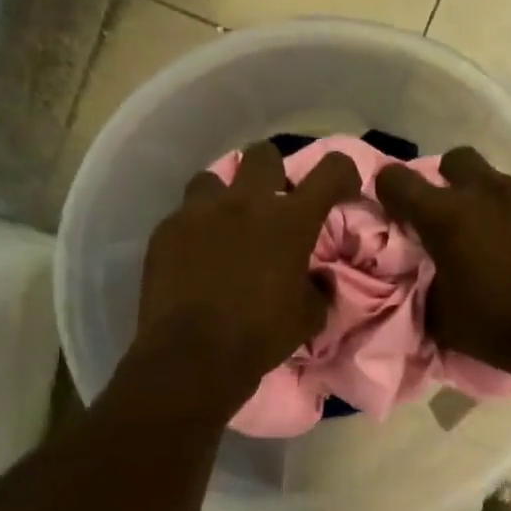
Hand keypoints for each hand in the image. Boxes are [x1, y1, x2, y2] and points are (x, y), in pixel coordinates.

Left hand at [136, 142, 361, 415]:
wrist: (191, 356)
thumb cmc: (259, 337)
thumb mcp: (308, 318)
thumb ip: (318, 288)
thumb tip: (317, 277)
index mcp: (290, 221)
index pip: (331, 170)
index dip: (343, 171)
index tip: (342, 187)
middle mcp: (246, 203)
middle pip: (263, 154)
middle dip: (272, 171)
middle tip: (271, 202)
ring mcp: (201, 211)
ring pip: (214, 177)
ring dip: (225, 195)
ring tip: (224, 223)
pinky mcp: (167, 229)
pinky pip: (184, 213)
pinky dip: (194, 226)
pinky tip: (193, 253)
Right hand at [379, 147, 510, 381]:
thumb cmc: (499, 327)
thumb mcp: (443, 316)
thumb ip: (428, 283)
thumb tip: (428, 273)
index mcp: (447, 217)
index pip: (397, 180)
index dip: (390, 189)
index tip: (395, 207)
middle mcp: (487, 192)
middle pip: (456, 159)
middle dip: (449, 180)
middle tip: (455, 215)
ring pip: (502, 181)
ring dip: (494, 203)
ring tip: (504, 238)